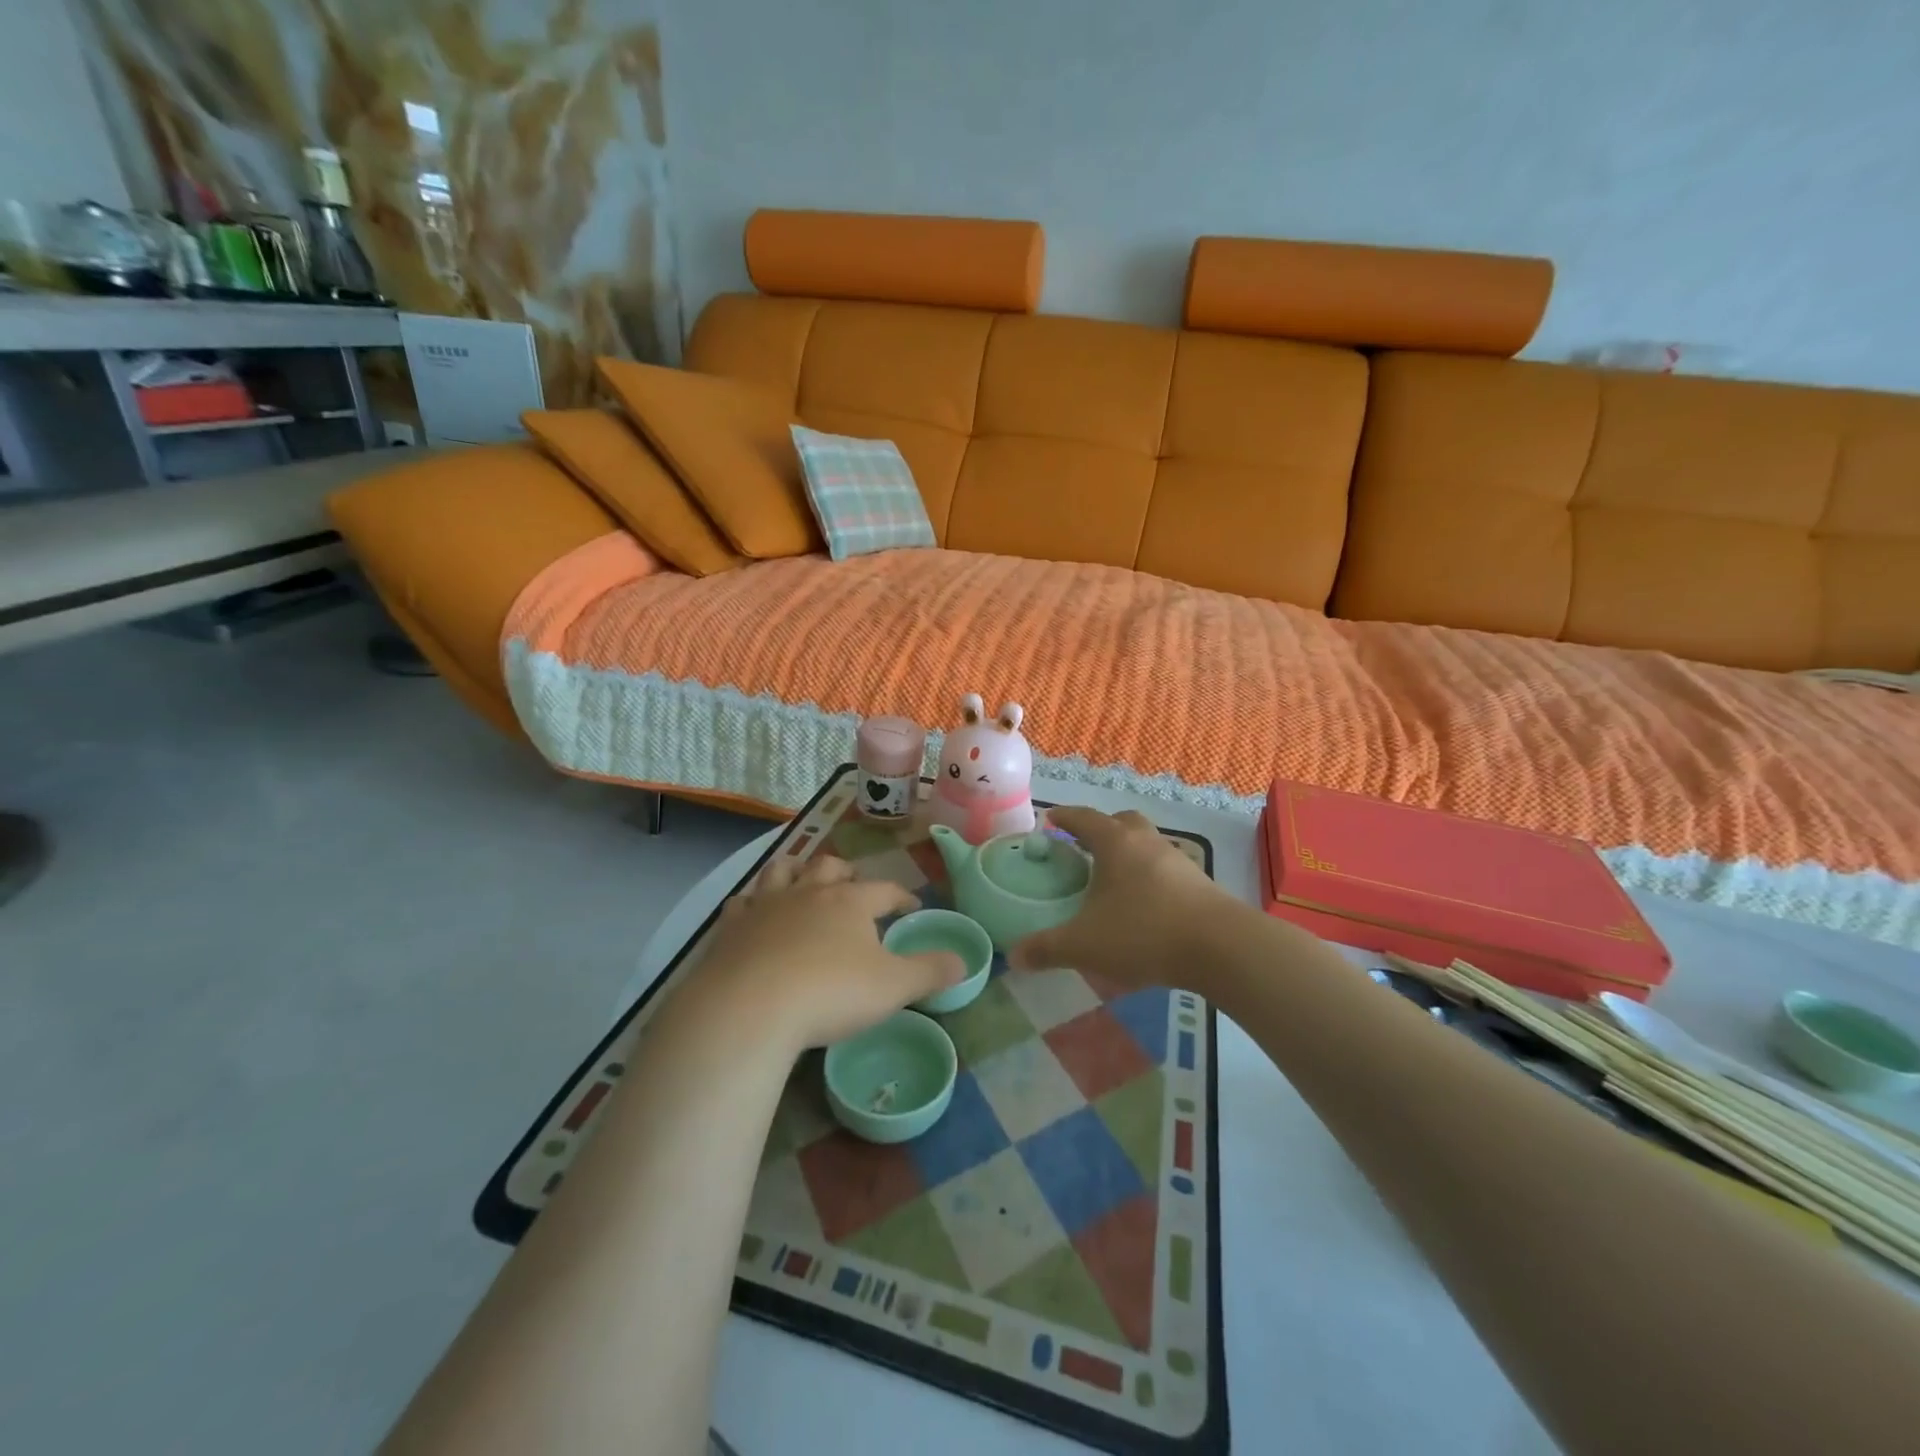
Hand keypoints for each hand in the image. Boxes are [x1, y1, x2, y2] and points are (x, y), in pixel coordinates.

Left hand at [682, 854, 964, 1051]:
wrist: (750, 1007)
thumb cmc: (830, 993)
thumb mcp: (893, 987)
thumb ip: (930, 972)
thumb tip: (964, 961)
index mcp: (850, 902)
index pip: (884, 889)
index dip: (901, 895)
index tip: (911, 906)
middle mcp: (808, 892)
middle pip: (830, 867)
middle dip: (846, 874)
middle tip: (853, 888)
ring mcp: (766, 905)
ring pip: (783, 871)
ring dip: (796, 872)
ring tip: (804, 881)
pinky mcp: (731, 927)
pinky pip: (742, 902)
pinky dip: (751, 902)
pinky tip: (753, 912)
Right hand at [1009, 807, 1227, 991]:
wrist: (1220, 947)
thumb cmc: (1143, 931)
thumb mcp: (1085, 944)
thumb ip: (1047, 949)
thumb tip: (1013, 957)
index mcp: (1115, 842)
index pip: (1083, 818)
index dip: (1064, 816)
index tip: (1050, 818)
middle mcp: (1146, 842)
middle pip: (1122, 821)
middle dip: (1101, 829)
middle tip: (1084, 847)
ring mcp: (1177, 860)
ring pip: (1146, 845)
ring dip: (1128, 854)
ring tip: (1111, 880)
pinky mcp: (1199, 883)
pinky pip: (1165, 869)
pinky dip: (1149, 878)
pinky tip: (1142, 906)